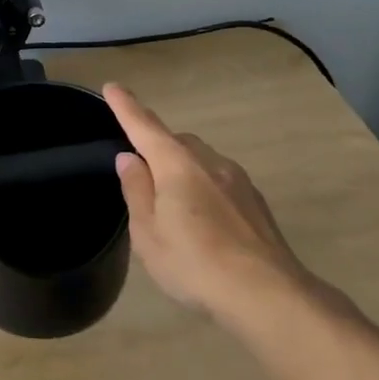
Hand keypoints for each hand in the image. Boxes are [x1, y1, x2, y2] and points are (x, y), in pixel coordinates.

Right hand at [104, 83, 347, 324]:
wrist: (266, 293)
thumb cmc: (194, 263)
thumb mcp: (148, 233)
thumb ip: (137, 190)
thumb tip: (129, 158)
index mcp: (177, 165)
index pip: (145, 126)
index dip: (126, 107)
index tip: (112, 87)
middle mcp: (209, 162)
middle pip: (176, 141)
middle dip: (157, 145)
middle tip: (141, 171)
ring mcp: (237, 180)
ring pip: (201, 160)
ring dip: (182, 169)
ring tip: (171, 204)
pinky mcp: (255, 201)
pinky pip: (219, 180)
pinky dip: (203, 187)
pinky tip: (203, 220)